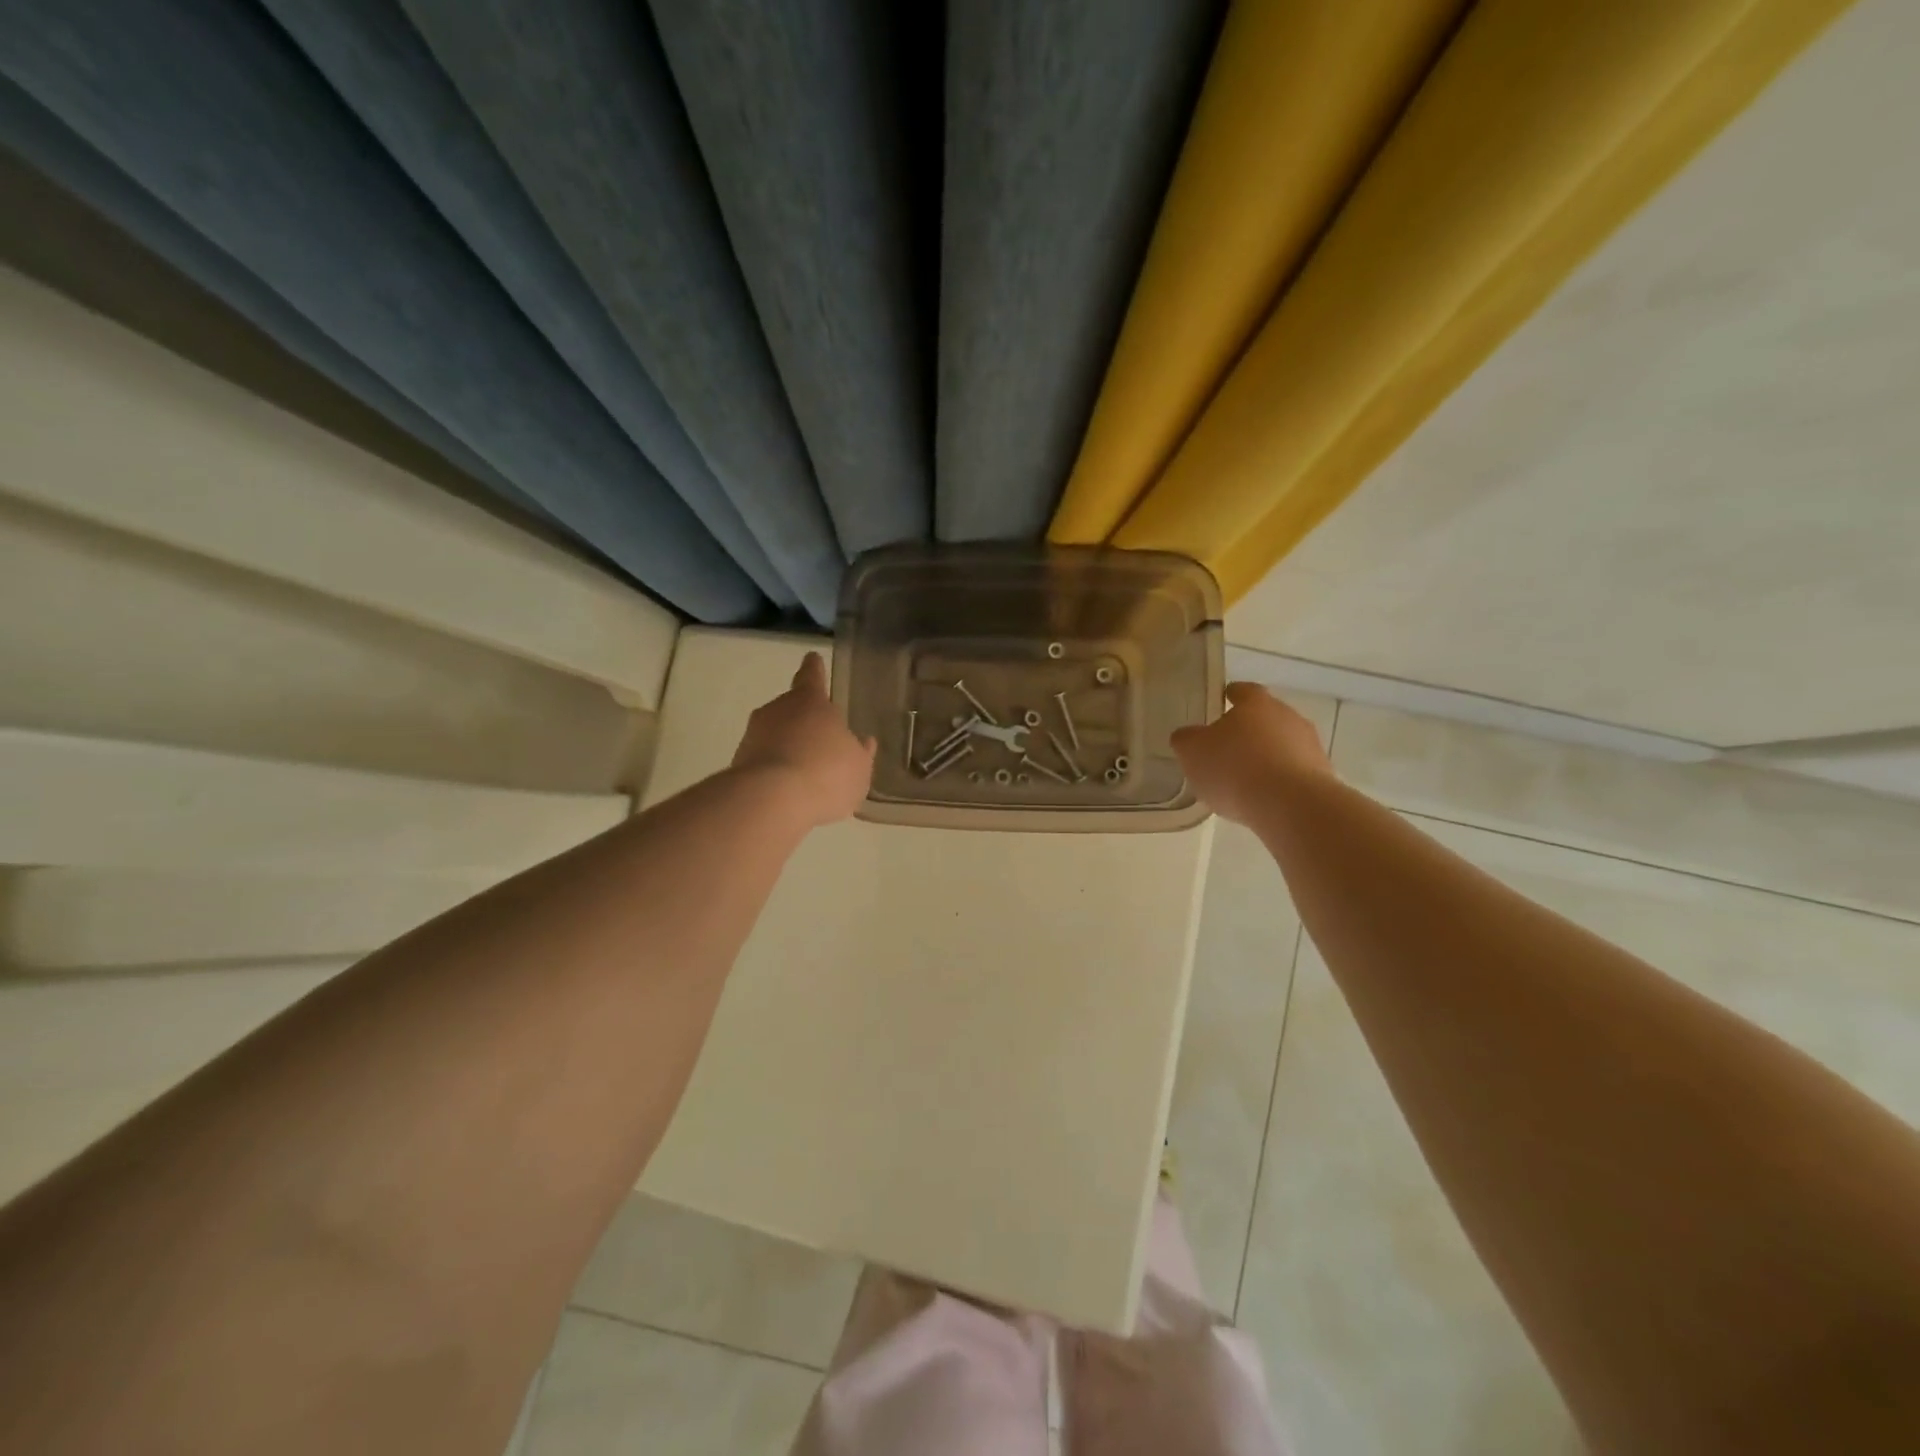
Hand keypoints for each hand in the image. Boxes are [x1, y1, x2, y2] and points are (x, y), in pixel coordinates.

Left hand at [731, 652, 876, 827]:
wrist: (771, 801)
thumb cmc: (826, 773)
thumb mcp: (858, 767)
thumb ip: (860, 753)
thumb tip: (863, 743)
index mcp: (811, 701)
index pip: (812, 676)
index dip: (814, 668)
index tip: (812, 657)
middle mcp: (778, 710)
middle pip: (792, 708)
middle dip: (803, 722)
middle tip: (819, 742)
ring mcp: (754, 735)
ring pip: (775, 735)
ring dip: (788, 748)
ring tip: (806, 775)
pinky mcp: (738, 763)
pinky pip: (764, 761)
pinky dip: (775, 771)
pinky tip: (788, 792)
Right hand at [1171, 682, 1332, 825]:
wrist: (1291, 805)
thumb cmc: (1235, 768)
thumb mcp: (1192, 752)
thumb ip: (1186, 740)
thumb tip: (1187, 736)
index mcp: (1256, 703)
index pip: (1242, 691)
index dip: (1230, 696)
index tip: (1221, 701)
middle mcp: (1287, 716)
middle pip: (1265, 717)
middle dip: (1248, 730)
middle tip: (1226, 747)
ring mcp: (1310, 745)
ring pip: (1282, 745)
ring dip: (1266, 756)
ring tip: (1244, 779)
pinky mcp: (1322, 775)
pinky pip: (1294, 772)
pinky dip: (1280, 780)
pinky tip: (1264, 798)